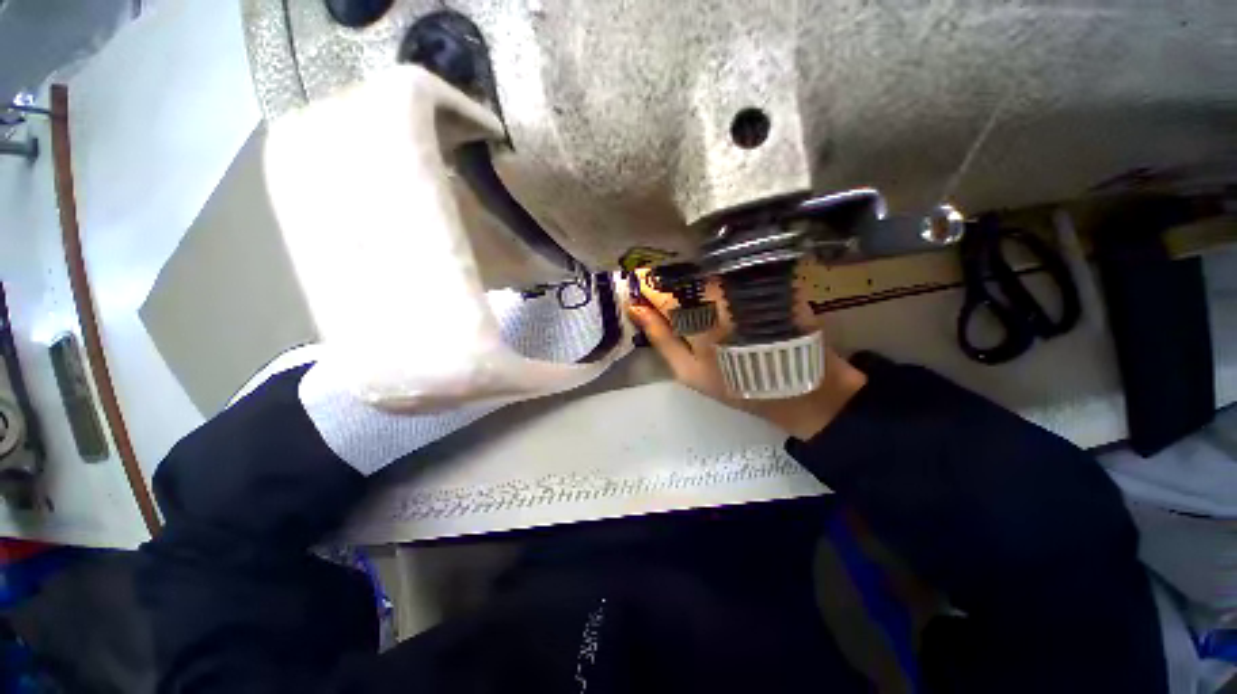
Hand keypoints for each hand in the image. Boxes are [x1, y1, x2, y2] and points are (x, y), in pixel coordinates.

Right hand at [626, 269, 867, 439]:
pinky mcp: (767, 280)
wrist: (799, 388)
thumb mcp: (688, 372)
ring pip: (707, 272)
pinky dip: (718, 277)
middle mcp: (720, 296)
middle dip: (671, 280)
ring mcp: (744, 286)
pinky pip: (731, 271)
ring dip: (695, 278)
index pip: (660, 290)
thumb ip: (660, 338)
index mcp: (696, 320)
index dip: (647, 286)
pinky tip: (721, 292)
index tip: (639, 285)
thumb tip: (635, 308)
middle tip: (669, 293)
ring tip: (698, 296)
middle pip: (684, 276)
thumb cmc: (736, 385)